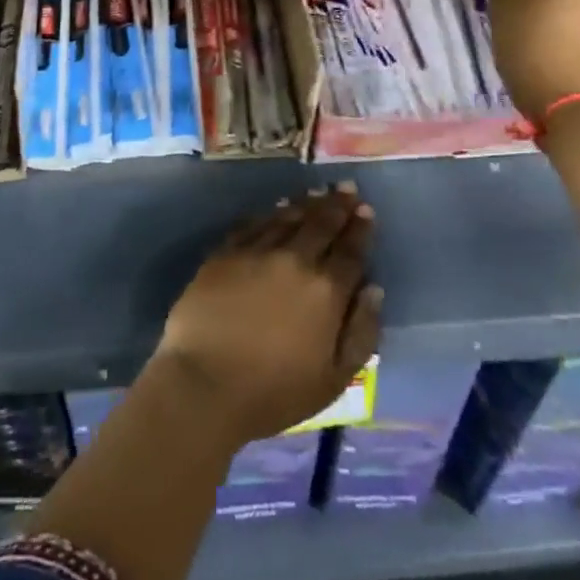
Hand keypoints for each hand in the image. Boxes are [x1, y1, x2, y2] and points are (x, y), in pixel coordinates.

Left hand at [154, 185, 380, 446]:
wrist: (204, 384)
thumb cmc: (274, 392)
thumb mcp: (334, 379)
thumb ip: (361, 332)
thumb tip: (374, 289)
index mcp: (325, 291)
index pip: (350, 251)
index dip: (360, 229)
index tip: (366, 209)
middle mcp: (294, 260)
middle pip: (320, 224)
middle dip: (337, 205)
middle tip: (346, 187)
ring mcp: (256, 252)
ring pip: (287, 218)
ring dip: (305, 204)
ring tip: (316, 192)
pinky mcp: (225, 253)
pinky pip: (252, 224)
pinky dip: (269, 214)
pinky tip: (275, 209)